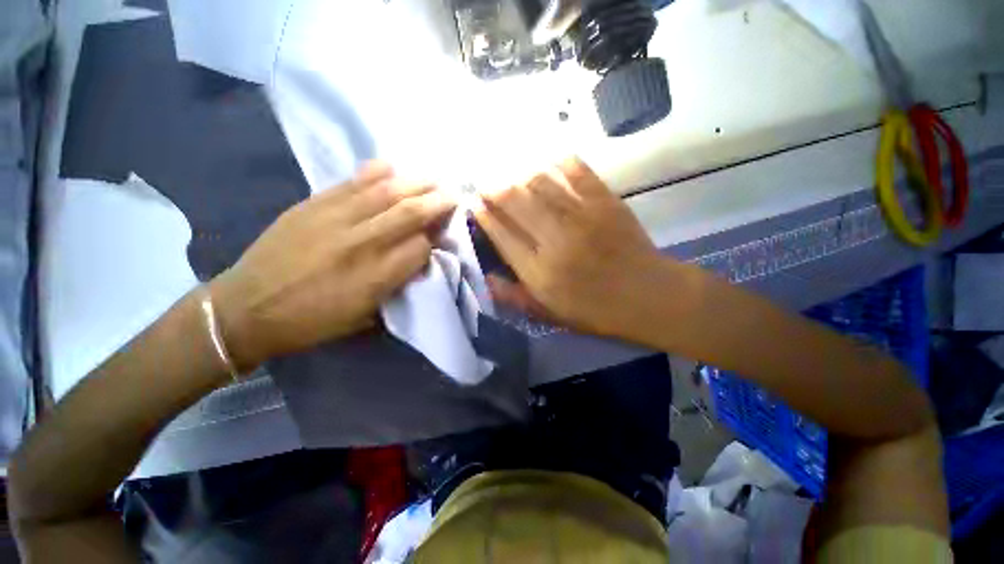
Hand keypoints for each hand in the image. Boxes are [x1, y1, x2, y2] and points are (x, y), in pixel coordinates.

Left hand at [210, 162, 454, 370]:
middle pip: (410, 214)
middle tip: (453, 194)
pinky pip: (351, 182)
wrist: (247, 307)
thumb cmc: (312, 321)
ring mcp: (336, 219)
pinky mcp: (313, 205)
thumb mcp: (365, 317)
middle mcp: (362, 244)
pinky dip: (375, 171)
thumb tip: (417, 261)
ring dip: (415, 183)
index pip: (421, 248)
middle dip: (437, 203)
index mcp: (376, 277)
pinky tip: (391, 167)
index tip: (440, 238)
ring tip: (432, 179)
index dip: (435, 241)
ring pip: (386, 192)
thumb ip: (396, 286)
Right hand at [474, 158, 670, 339]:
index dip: (484, 216)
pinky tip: (550, 165)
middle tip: (487, 185)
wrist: (649, 296)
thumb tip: (487, 279)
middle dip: (494, 189)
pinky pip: (576, 172)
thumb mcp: (550, 314)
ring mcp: (582, 216)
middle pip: (514, 201)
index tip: (474, 204)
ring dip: (520, 175)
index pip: (501, 235)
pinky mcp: (606, 201)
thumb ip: (515, 298)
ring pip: (539, 182)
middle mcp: (555, 240)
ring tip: (513, 176)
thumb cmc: (596, 310)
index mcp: (540, 272)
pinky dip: (559, 164)